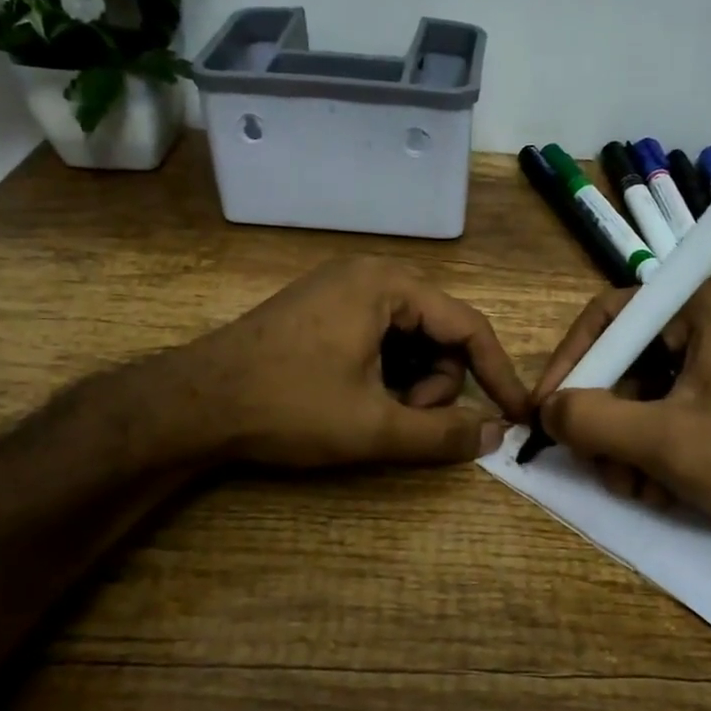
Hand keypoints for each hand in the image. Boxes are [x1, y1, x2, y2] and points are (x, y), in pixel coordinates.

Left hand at [170, 256, 529, 468]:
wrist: (193, 404)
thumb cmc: (288, 406)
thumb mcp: (373, 427)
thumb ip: (442, 434)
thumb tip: (496, 436)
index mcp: (387, 285)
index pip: (469, 326)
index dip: (499, 374)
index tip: (517, 415)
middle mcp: (369, 274)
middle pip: (439, 332)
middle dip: (434, 385)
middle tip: (403, 421)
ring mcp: (341, 290)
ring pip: (410, 339)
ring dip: (408, 383)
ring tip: (375, 415)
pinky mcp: (322, 311)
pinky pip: (379, 338)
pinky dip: (385, 373)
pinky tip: (358, 400)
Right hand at [533, 277, 710, 561]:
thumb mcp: (663, 441)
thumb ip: (591, 420)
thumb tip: (545, 412)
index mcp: (705, 304)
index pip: (611, 317)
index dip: (570, 364)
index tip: (546, 410)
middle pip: (629, 359)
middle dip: (606, 418)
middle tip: (595, 464)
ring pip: (650, 391)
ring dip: (629, 442)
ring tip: (633, 487)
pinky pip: (678, 407)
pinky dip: (660, 445)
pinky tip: (659, 489)